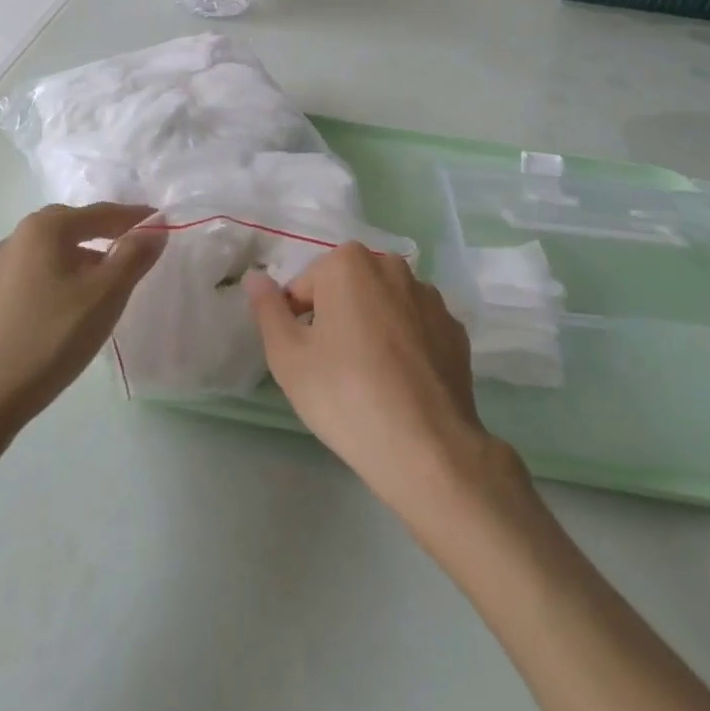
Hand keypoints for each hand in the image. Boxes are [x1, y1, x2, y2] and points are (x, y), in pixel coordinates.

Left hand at [0, 202, 164, 437]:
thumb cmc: (47, 339)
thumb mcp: (104, 297)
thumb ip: (133, 258)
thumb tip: (155, 229)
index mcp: (43, 229)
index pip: (99, 213)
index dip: (132, 217)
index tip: (158, 223)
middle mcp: (12, 240)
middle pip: (68, 229)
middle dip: (101, 237)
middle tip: (129, 253)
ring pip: (45, 258)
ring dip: (74, 264)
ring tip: (96, 289)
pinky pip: (25, 283)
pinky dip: (50, 286)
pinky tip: (56, 315)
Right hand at [244, 243, 501, 515]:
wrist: (426, 447)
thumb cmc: (345, 395)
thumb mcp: (287, 357)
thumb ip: (267, 309)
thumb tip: (255, 278)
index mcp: (348, 263)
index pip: (305, 288)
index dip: (298, 323)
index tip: (307, 360)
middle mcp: (392, 266)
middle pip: (346, 290)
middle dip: (336, 319)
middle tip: (334, 369)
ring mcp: (429, 296)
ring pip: (383, 306)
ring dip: (372, 327)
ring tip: (370, 379)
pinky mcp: (454, 328)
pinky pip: (415, 327)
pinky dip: (405, 344)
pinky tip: (401, 382)